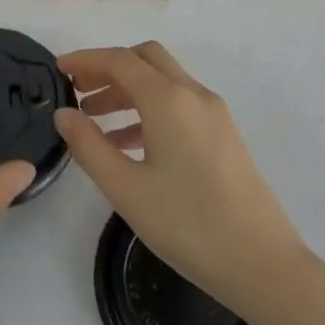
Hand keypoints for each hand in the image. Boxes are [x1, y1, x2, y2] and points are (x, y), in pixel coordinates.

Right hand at [56, 42, 310, 319]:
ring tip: (96, 120)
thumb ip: (89, 146)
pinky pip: (179, 103)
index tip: (59, 69)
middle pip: (145, 58)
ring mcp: (213, 112)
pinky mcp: (224, 133)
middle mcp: (192, 94)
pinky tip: (131, 144)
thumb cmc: (189, 226)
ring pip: (163, 80)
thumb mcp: (127, 190)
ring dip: (128, 89)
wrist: (265, 266)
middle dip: (109, 67)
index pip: (119, 60)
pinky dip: (150, 108)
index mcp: (168, 99)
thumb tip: (65, 114)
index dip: (86, 60)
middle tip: (79, 89)